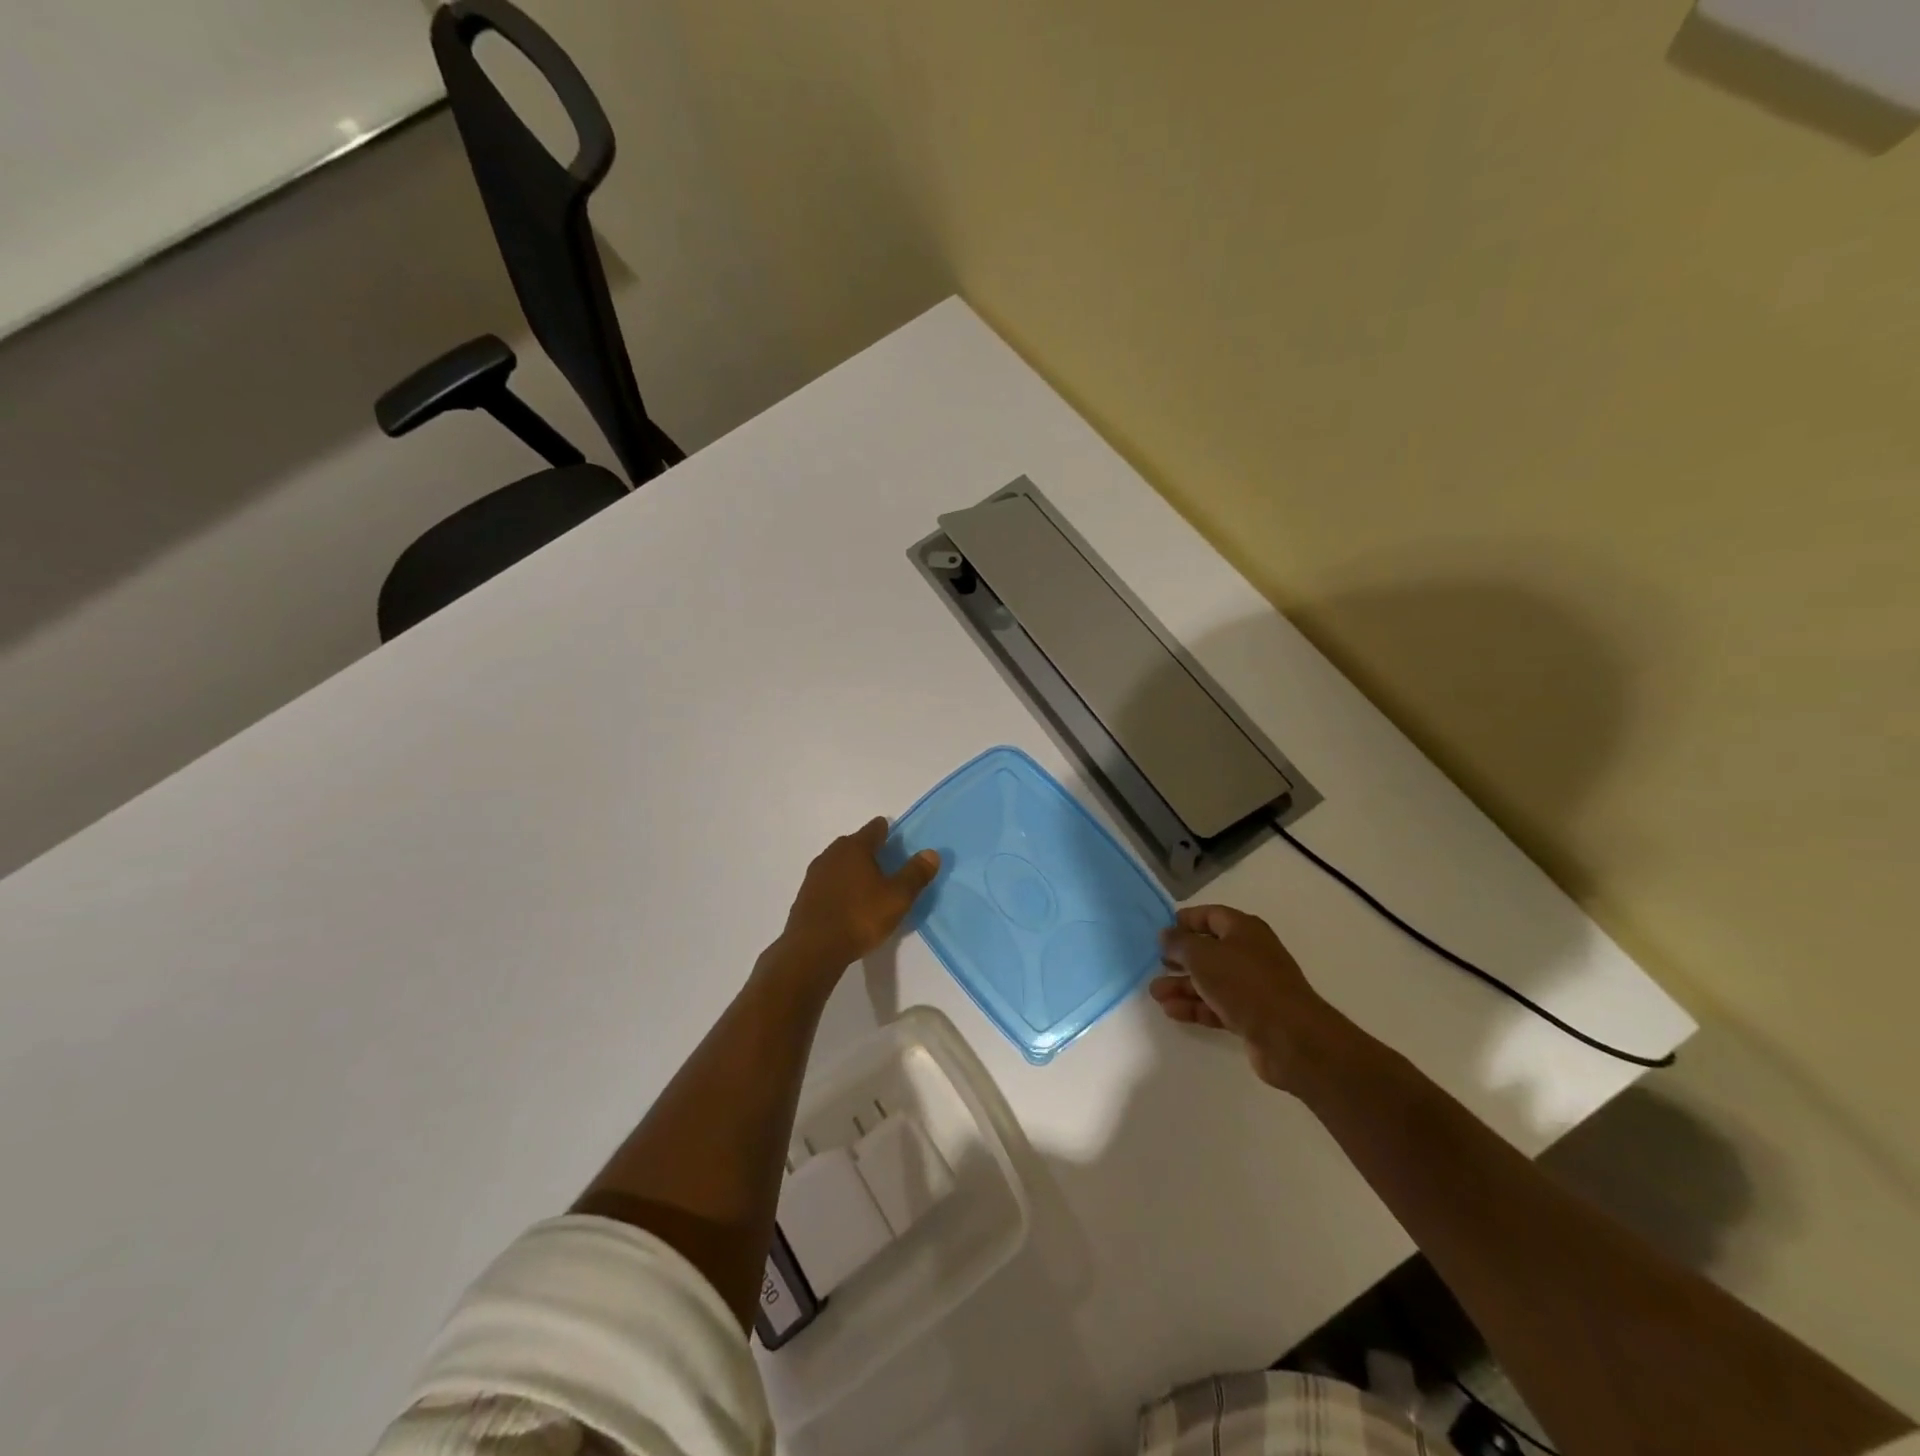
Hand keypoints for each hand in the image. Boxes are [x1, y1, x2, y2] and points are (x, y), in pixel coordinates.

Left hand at [774, 817, 939, 978]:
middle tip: (884, 861)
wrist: (813, 949)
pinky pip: (827, 883)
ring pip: (838, 863)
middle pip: (853, 844)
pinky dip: (839, 886)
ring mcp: (814, 875)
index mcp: (854, 848)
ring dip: (851, 869)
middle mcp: (831, 854)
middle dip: (868, 849)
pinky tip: (847, 902)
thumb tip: (931, 853)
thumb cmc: (859, 917)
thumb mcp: (897, 897)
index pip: (874, 829)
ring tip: (867, 883)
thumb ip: (915, 874)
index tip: (894, 836)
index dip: (886, 831)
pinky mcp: (805, 896)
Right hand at [1150, 905, 1339, 1089]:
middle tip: (1156, 964)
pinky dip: (1195, 1007)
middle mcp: (1250, 954)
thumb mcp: (1203, 956)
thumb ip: (1180, 943)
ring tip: (1156, 993)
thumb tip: (1166, 934)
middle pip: (1209, 950)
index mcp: (1244, 930)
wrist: (1290, 1037)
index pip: (1211, 916)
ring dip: (1182, 985)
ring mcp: (1252, 986)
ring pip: (1211, 981)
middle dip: (1180, 958)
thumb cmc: (1244, 984)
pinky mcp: (1252, 1016)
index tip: (1161, 931)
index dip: (1186, 920)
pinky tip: (1172, 1011)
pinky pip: (1217, 1006)